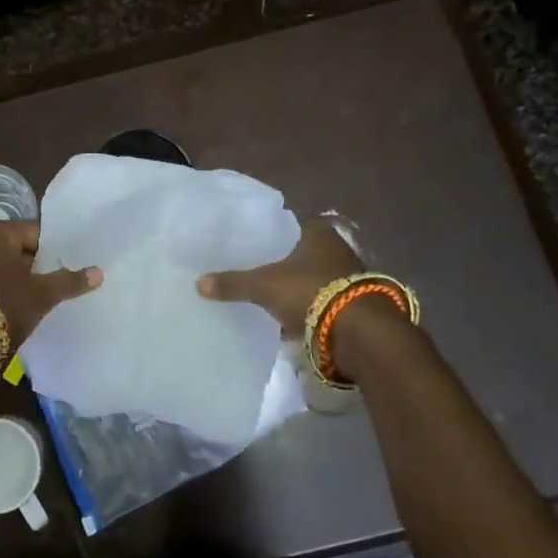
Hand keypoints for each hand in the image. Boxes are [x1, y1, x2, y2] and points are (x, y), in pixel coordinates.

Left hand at [0, 220, 101, 350]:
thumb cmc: (2, 304)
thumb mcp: (41, 294)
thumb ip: (69, 280)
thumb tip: (99, 271)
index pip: (37, 232)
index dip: (56, 250)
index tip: (72, 266)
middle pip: (19, 251)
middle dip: (38, 267)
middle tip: (61, 284)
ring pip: (3, 269)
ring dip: (20, 282)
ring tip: (43, 300)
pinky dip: (3, 294)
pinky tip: (18, 310)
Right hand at [196, 216, 363, 336]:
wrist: (360, 333)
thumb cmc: (311, 292)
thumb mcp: (264, 286)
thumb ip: (233, 283)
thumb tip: (198, 283)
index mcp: (318, 232)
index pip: (289, 224)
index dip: (270, 232)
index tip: (250, 242)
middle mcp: (337, 249)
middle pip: (301, 252)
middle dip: (281, 261)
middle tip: (254, 267)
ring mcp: (348, 278)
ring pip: (312, 277)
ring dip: (295, 286)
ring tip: (266, 293)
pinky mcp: (352, 305)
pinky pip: (320, 301)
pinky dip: (306, 308)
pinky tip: (287, 316)